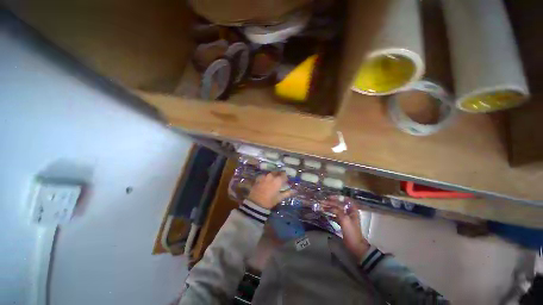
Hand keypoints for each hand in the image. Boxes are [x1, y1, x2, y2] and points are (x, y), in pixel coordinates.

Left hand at [248, 172, 294, 209]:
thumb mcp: (280, 198)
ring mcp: (264, 176)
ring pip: (270, 173)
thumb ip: (288, 193)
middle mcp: (271, 176)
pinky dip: (266, 177)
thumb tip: (295, 191)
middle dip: (279, 175)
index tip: (286, 180)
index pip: (284, 175)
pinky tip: (266, 181)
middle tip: (279, 180)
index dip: (286, 177)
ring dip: (273, 175)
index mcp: (278, 180)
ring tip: (272, 180)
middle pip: (277, 172)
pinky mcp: (258, 178)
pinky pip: (264, 175)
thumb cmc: (270, 201)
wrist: (256, 203)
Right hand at [323, 198, 369, 259]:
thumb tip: (328, 205)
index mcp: (352, 210)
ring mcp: (346, 218)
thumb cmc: (351, 231)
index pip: (345, 199)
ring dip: (329, 208)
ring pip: (336, 210)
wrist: (355, 245)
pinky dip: (330, 214)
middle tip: (322, 202)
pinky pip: (335, 216)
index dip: (337, 197)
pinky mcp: (342, 223)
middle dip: (331, 202)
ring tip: (321, 207)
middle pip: (339, 204)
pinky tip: (325, 214)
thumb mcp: (344, 219)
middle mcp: (349, 212)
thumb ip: (337, 210)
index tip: (329, 197)